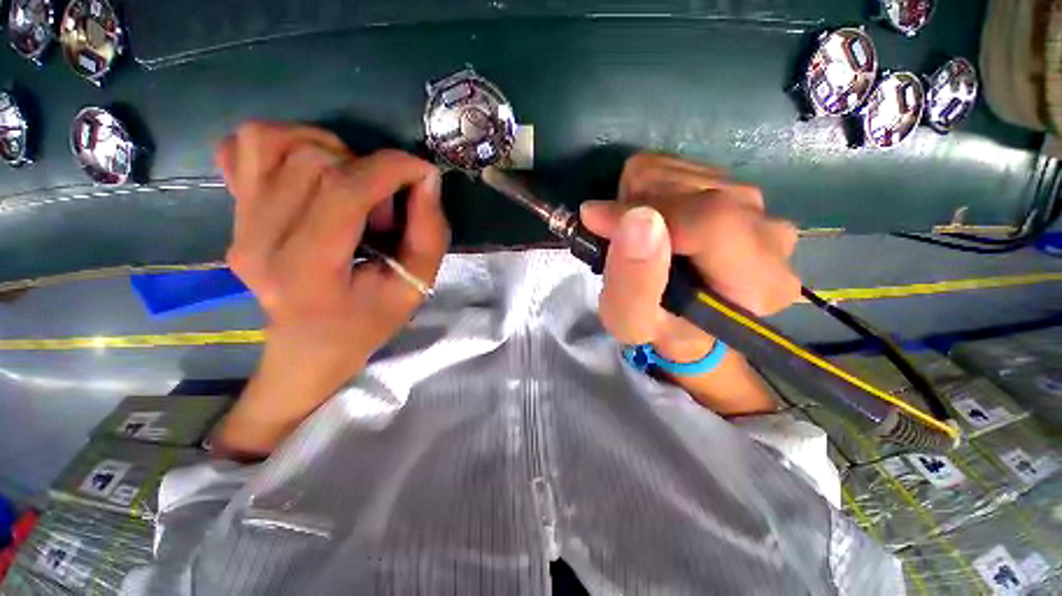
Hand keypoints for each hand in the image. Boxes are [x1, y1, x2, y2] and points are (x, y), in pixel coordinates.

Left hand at [214, 122, 448, 456]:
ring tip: (353, 188)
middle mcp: (259, 237)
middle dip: (369, 171)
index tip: (425, 170)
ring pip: (276, 142)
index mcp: (308, 266)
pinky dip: (281, 142)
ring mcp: (236, 223)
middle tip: (387, 207)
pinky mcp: (232, 214)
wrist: (308, 351)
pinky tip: (310, 171)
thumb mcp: (413, 288)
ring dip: (330, 153)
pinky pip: (243, 148)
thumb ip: (428, 232)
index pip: (347, 186)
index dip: (393, 167)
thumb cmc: (366, 329)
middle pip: (316, 160)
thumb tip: (425, 182)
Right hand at [581, 153, 799, 365]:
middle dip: (637, 210)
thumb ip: (633, 283)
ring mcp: (757, 205)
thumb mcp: (631, 321)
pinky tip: (650, 222)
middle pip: (694, 189)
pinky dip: (647, 190)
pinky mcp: (733, 186)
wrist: (681, 316)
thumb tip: (637, 220)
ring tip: (635, 237)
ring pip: (680, 171)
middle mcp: (770, 235)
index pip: (711, 221)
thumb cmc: (657, 326)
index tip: (598, 221)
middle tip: (618, 241)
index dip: (648, 213)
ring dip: (639, 201)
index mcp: (758, 281)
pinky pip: (677, 166)